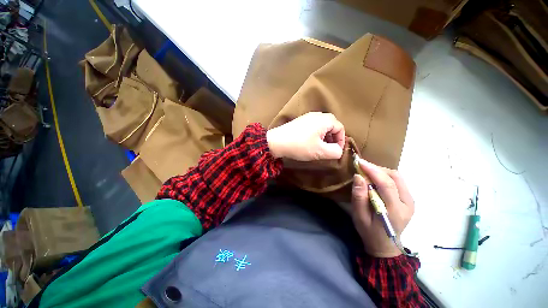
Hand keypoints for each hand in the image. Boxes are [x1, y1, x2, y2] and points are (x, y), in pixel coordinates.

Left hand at [266, 112, 344, 160]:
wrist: (277, 142)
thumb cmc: (300, 146)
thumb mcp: (320, 151)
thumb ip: (335, 152)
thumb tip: (339, 150)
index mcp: (324, 120)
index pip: (340, 128)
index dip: (341, 140)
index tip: (336, 151)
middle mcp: (317, 115)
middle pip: (331, 126)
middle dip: (333, 138)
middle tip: (329, 149)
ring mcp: (307, 117)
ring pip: (322, 126)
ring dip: (324, 137)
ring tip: (320, 147)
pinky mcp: (300, 121)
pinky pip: (313, 126)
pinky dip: (316, 135)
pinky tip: (310, 143)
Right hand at [351, 159, 414, 257]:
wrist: (385, 245)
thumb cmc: (369, 232)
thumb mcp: (359, 216)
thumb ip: (359, 197)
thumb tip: (358, 176)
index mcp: (396, 210)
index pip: (387, 184)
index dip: (373, 170)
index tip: (359, 162)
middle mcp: (408, 203)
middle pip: (395, 177)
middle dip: (377, 169)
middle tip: (361, 167)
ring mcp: (410, 201)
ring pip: (397, 177)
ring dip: (381, 171)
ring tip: (366, 172)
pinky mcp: (409, 199)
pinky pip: (398, 181)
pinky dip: (385, 176)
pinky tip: (375, 178)